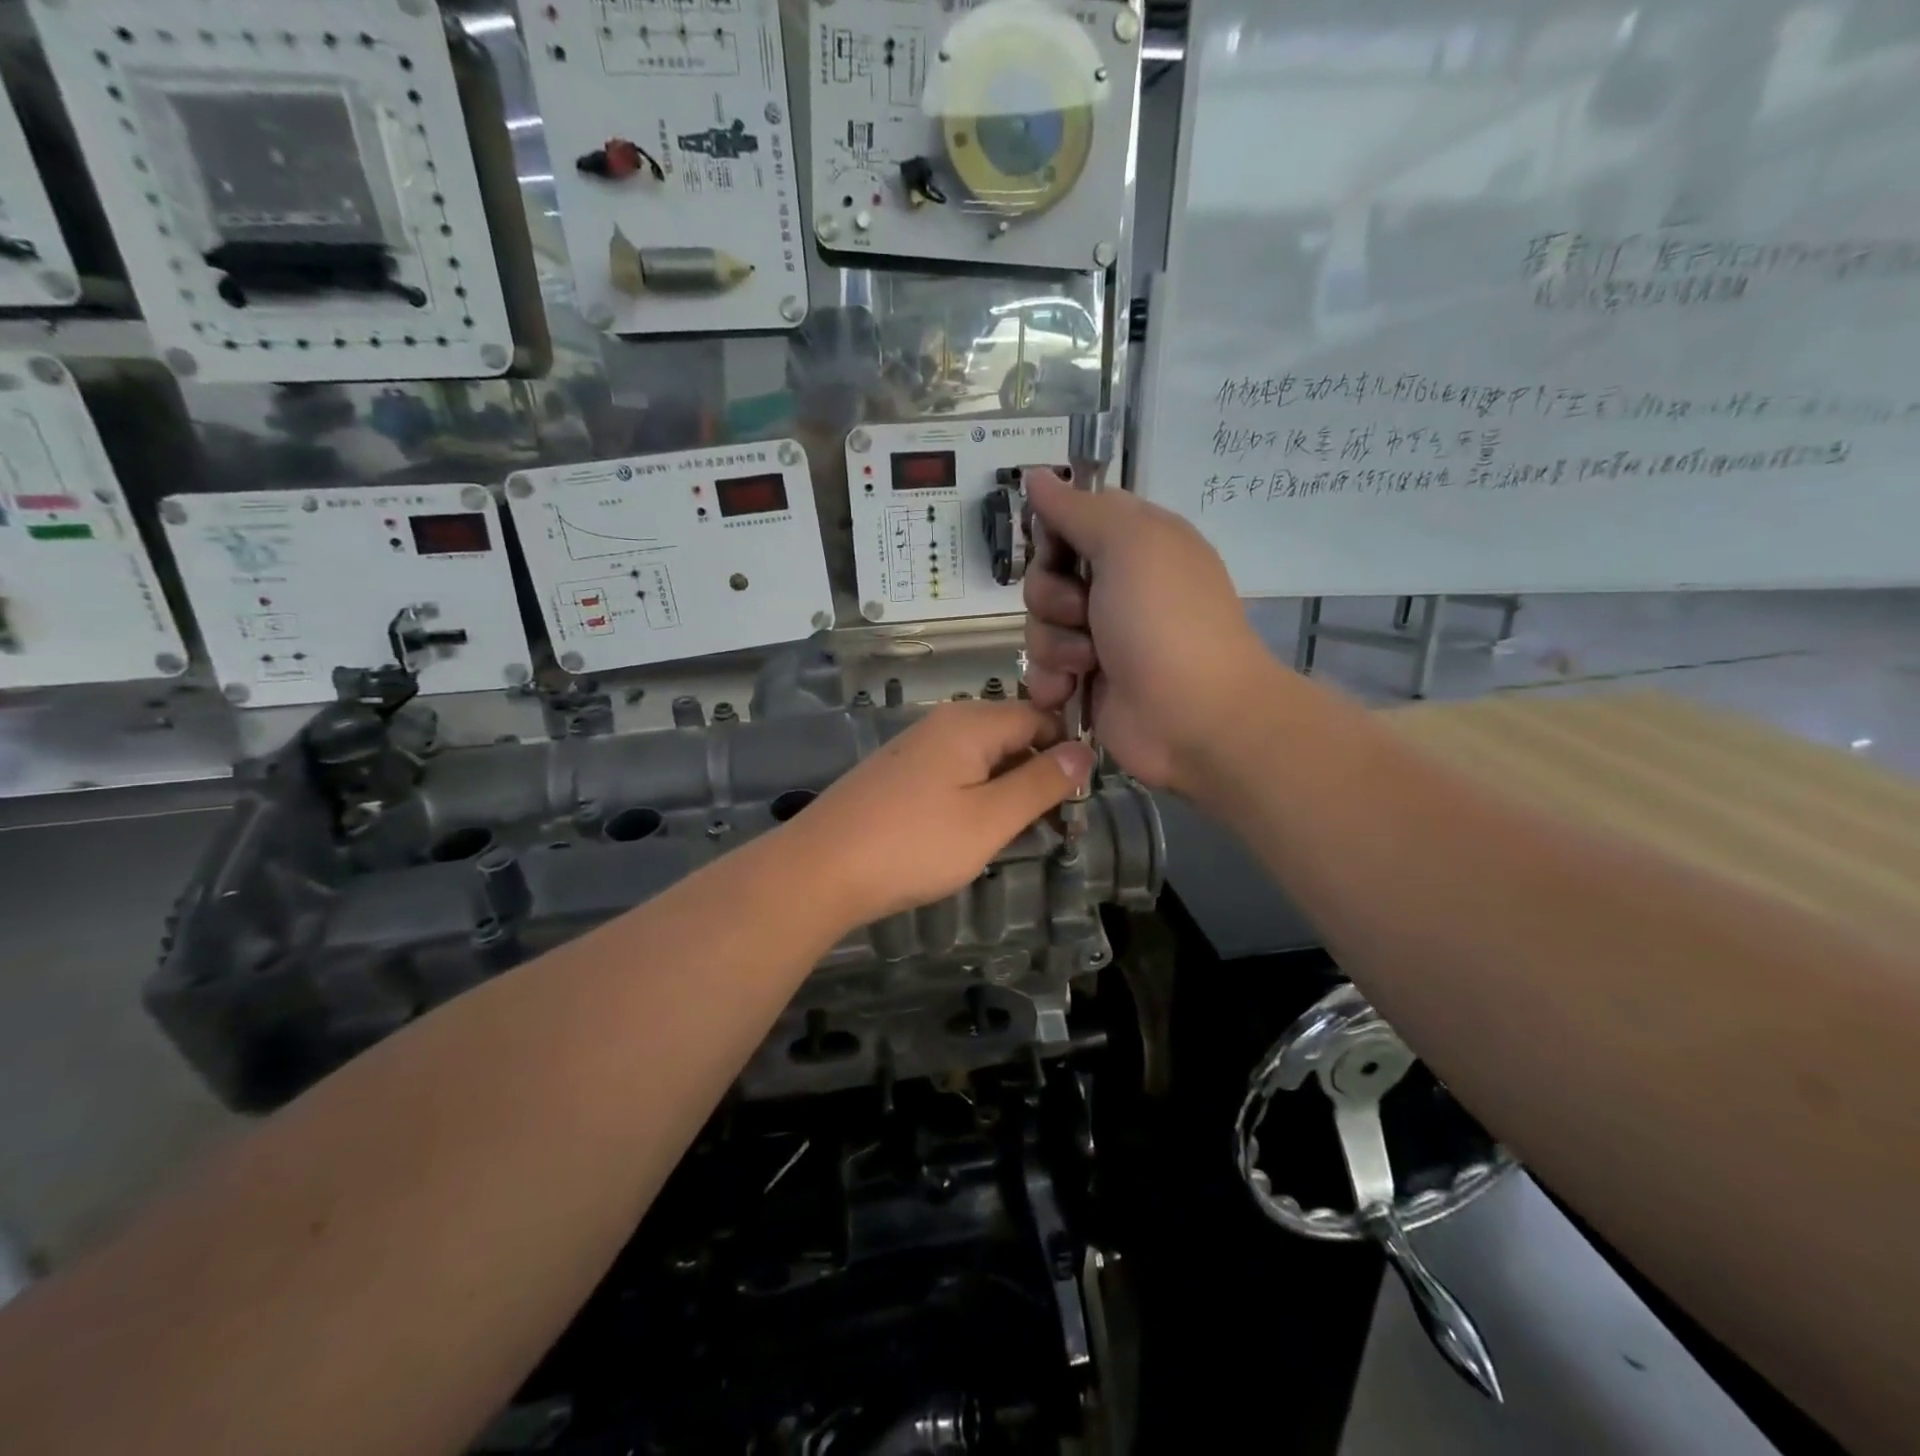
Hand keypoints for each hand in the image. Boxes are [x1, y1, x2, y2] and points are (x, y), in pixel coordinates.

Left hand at [787, 701, 1095, 927]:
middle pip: (1010, 735)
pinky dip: (974, 798)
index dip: (1066, 751)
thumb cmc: (913, 845)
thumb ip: (1040, 783)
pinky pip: (952, 775)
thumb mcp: (989, 819)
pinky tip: (971, 834)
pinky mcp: (897, 775)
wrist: (819, 870)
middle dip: (1038, 775)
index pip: (1040, 717)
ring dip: (1007, 792)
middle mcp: (942, 724)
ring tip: (1017, 836)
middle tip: (1057, 827)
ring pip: (981, 759)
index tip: (1081, 798)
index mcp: (970, 723)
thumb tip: (1085, 751)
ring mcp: (915, 748)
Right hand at [1021, 470, 1280, 799]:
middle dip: (1052, 597)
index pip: (1070, 521)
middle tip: (1084, 613)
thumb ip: (1078, 509)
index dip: (1054, 537)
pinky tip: (1071, 690)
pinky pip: (1040, 669)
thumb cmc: (1165, 621)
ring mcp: (1099, 638)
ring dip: (1055, 644)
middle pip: (1044, 575)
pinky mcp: (1085, 681)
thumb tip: (1037, 475)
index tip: (1060, 552)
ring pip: (1037, 625)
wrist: (1193, 717)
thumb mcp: (1129, 544)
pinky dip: (1051, 680)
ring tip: (1089, 662)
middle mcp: (1115, 586)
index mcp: (1135, 543)